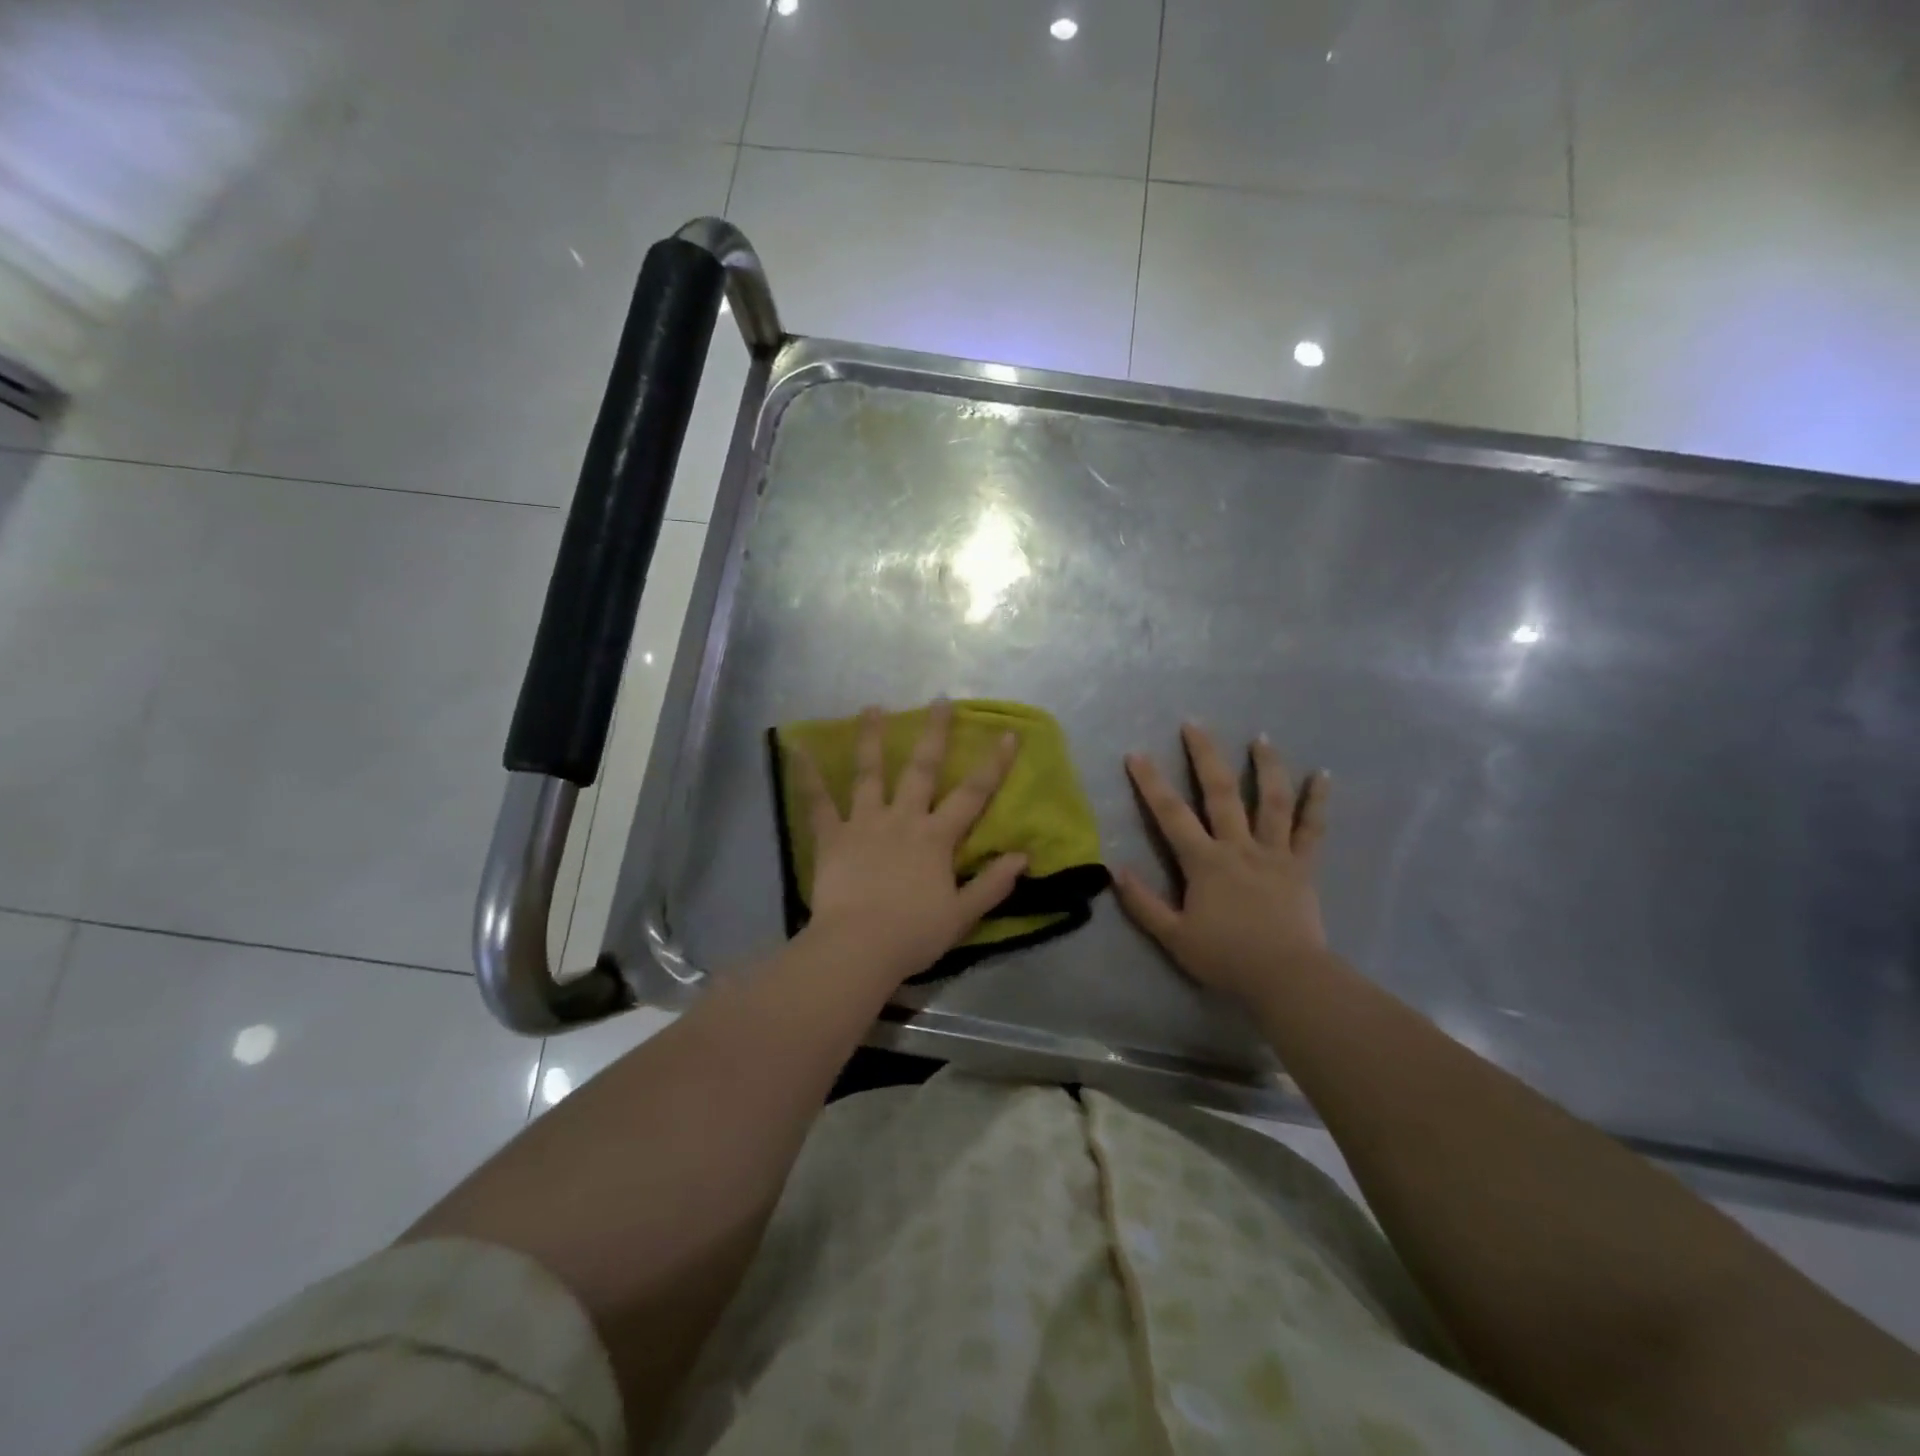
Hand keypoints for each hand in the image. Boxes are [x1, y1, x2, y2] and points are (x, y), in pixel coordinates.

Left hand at [791, 700, 1025, 983]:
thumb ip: (992, 884)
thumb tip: (1023, 856)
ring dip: (872, 739)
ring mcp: (865, 823)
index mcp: (936, 838)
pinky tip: (797, 748)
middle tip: (939, 700)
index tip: (1007, 734)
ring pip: (869, 773)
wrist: (858, 948)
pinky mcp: (833, 837)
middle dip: (934, 734)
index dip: (993, 764)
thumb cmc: (913, 934)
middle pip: (921, 769)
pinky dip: (807, 775)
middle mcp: (903, 819)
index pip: (973, 795)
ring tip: (873, 707)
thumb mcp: (962, 914)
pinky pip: (818, 802)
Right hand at [1115, 722, 1331, 1005]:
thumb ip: (1143, 903)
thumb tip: (1115, 870)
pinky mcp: (1302, 866)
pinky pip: (1313, 829)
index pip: (1171, 815)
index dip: (1151, 783)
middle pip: (1221, 793)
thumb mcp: (1174, 937)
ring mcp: (1274, 853)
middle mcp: (1239, 846)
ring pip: (1271, 801)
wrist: (1286, 978)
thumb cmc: (1226, 958)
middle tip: (1195, 724)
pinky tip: (1323, 775)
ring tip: (1261, 738)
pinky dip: (1318, 801)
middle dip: (1205, 756)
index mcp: (1205, 862)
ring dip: (1266, 766)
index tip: (1136, 754)